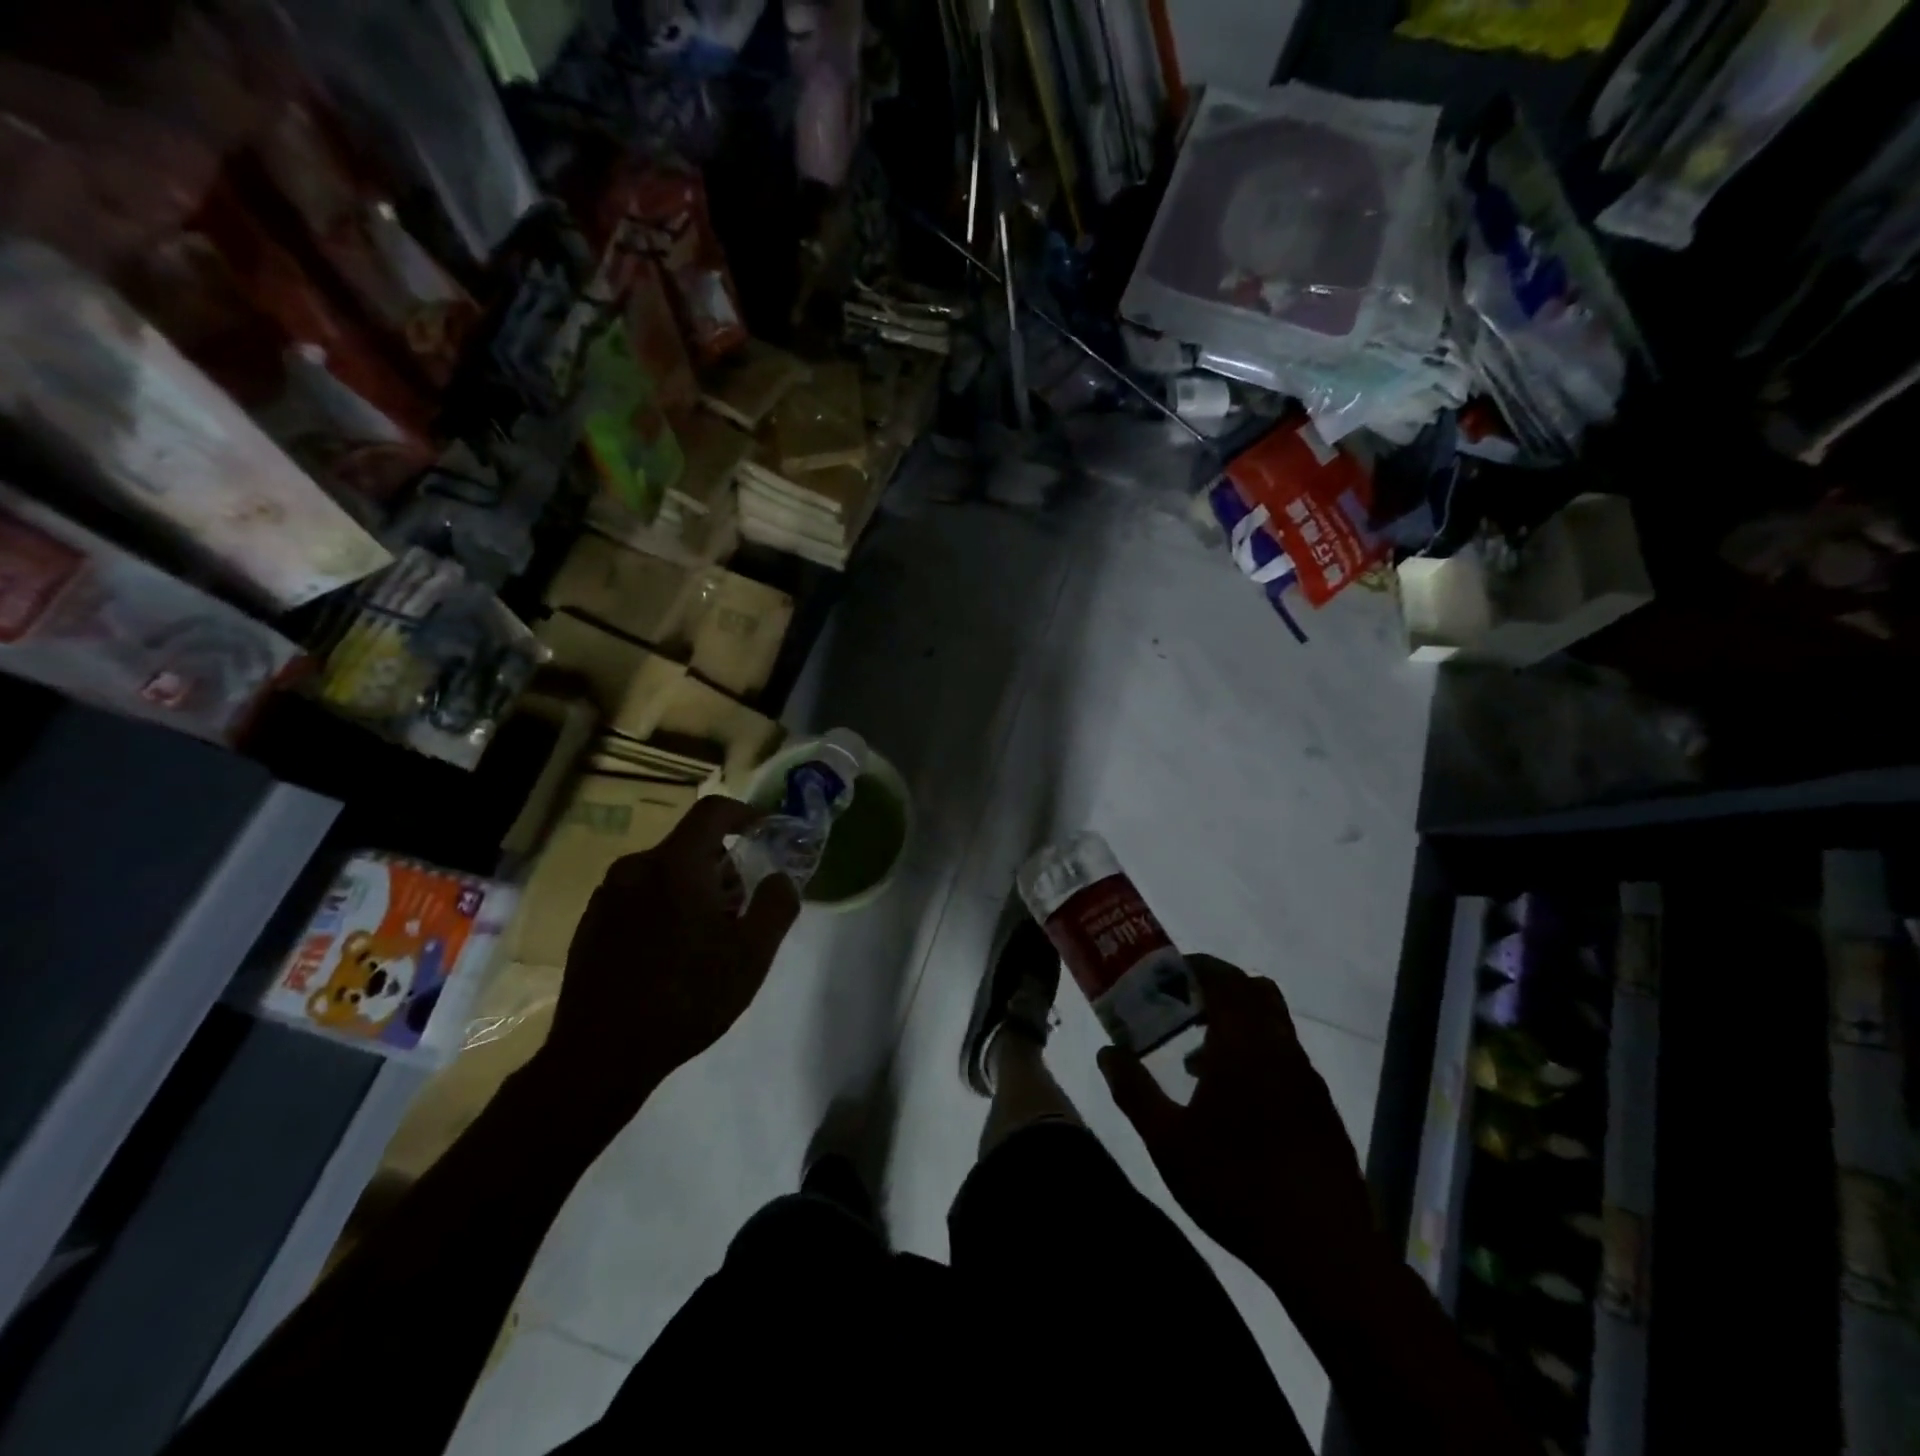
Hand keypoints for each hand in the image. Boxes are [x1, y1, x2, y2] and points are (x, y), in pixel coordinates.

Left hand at [529, 797, 799, 1133]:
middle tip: (741, 908)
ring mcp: (608, 895)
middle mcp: (636, 867)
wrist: (601, 1054)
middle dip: (723, 866)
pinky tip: (671, 955)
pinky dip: (664, 907)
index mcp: (676, 864)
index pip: (713, 810)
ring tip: (707, 939)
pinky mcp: (591, 923)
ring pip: (664, 872)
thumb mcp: (752, 954)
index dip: (744, 814)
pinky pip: (639, 896)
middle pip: (690, 845)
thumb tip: (780, 877)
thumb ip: (777, 905)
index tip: (764, 832)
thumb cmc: (687, 996)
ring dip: (693, 889)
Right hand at [1098, 956, 1380, 1306]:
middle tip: (1181, 1007)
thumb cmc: (1236, 1184)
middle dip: (1218, 988)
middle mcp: (1280, 1049)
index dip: (1195, 967)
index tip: (1167, 974)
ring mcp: (1307, 1079)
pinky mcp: (1321, 1109)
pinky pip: (1285, 1058)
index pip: (1223, 978)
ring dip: (1236, 1025)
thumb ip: (1133, 1090)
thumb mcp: (1168, 1141)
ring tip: (1195, 1061)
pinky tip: (1233, 1103)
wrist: (1324, 1251)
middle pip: (1255, 991)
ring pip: (1272, 1025)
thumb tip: (1107, 1052)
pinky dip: (1256, 1056)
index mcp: (1244, 1044)